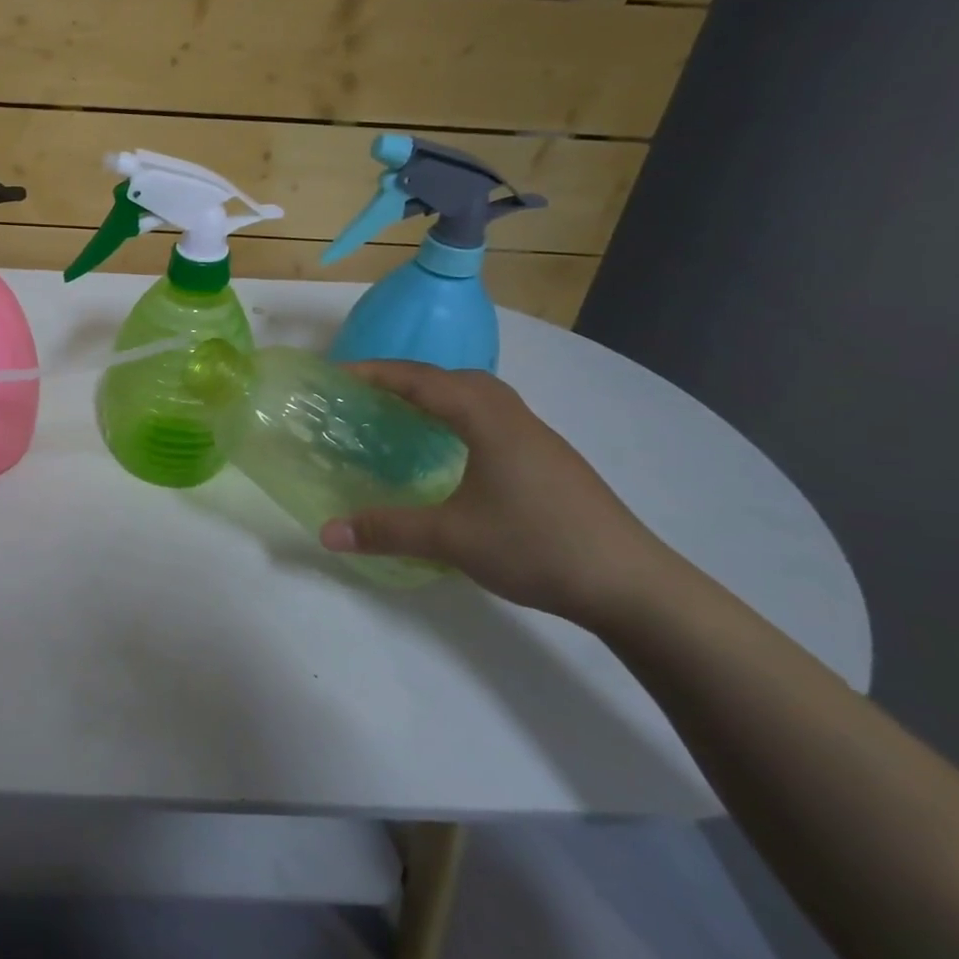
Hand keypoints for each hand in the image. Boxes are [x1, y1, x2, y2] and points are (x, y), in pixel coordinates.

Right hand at [319, 362, 679, 625]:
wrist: (632, 584)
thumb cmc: (537, 545)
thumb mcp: (452, 538)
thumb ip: (387, 530)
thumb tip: (326, 532)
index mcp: (488, 421)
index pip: (424, 381)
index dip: (378, 373)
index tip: (339, 376)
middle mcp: (515, 418)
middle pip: (455, 378)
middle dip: (408, 378)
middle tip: (369, 394)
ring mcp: (538, 440)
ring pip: (481, 398)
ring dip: (439, 396)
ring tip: (405, 415)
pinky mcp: (550, 463)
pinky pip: (494, 420)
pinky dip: (462, 418)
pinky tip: (453, 452)